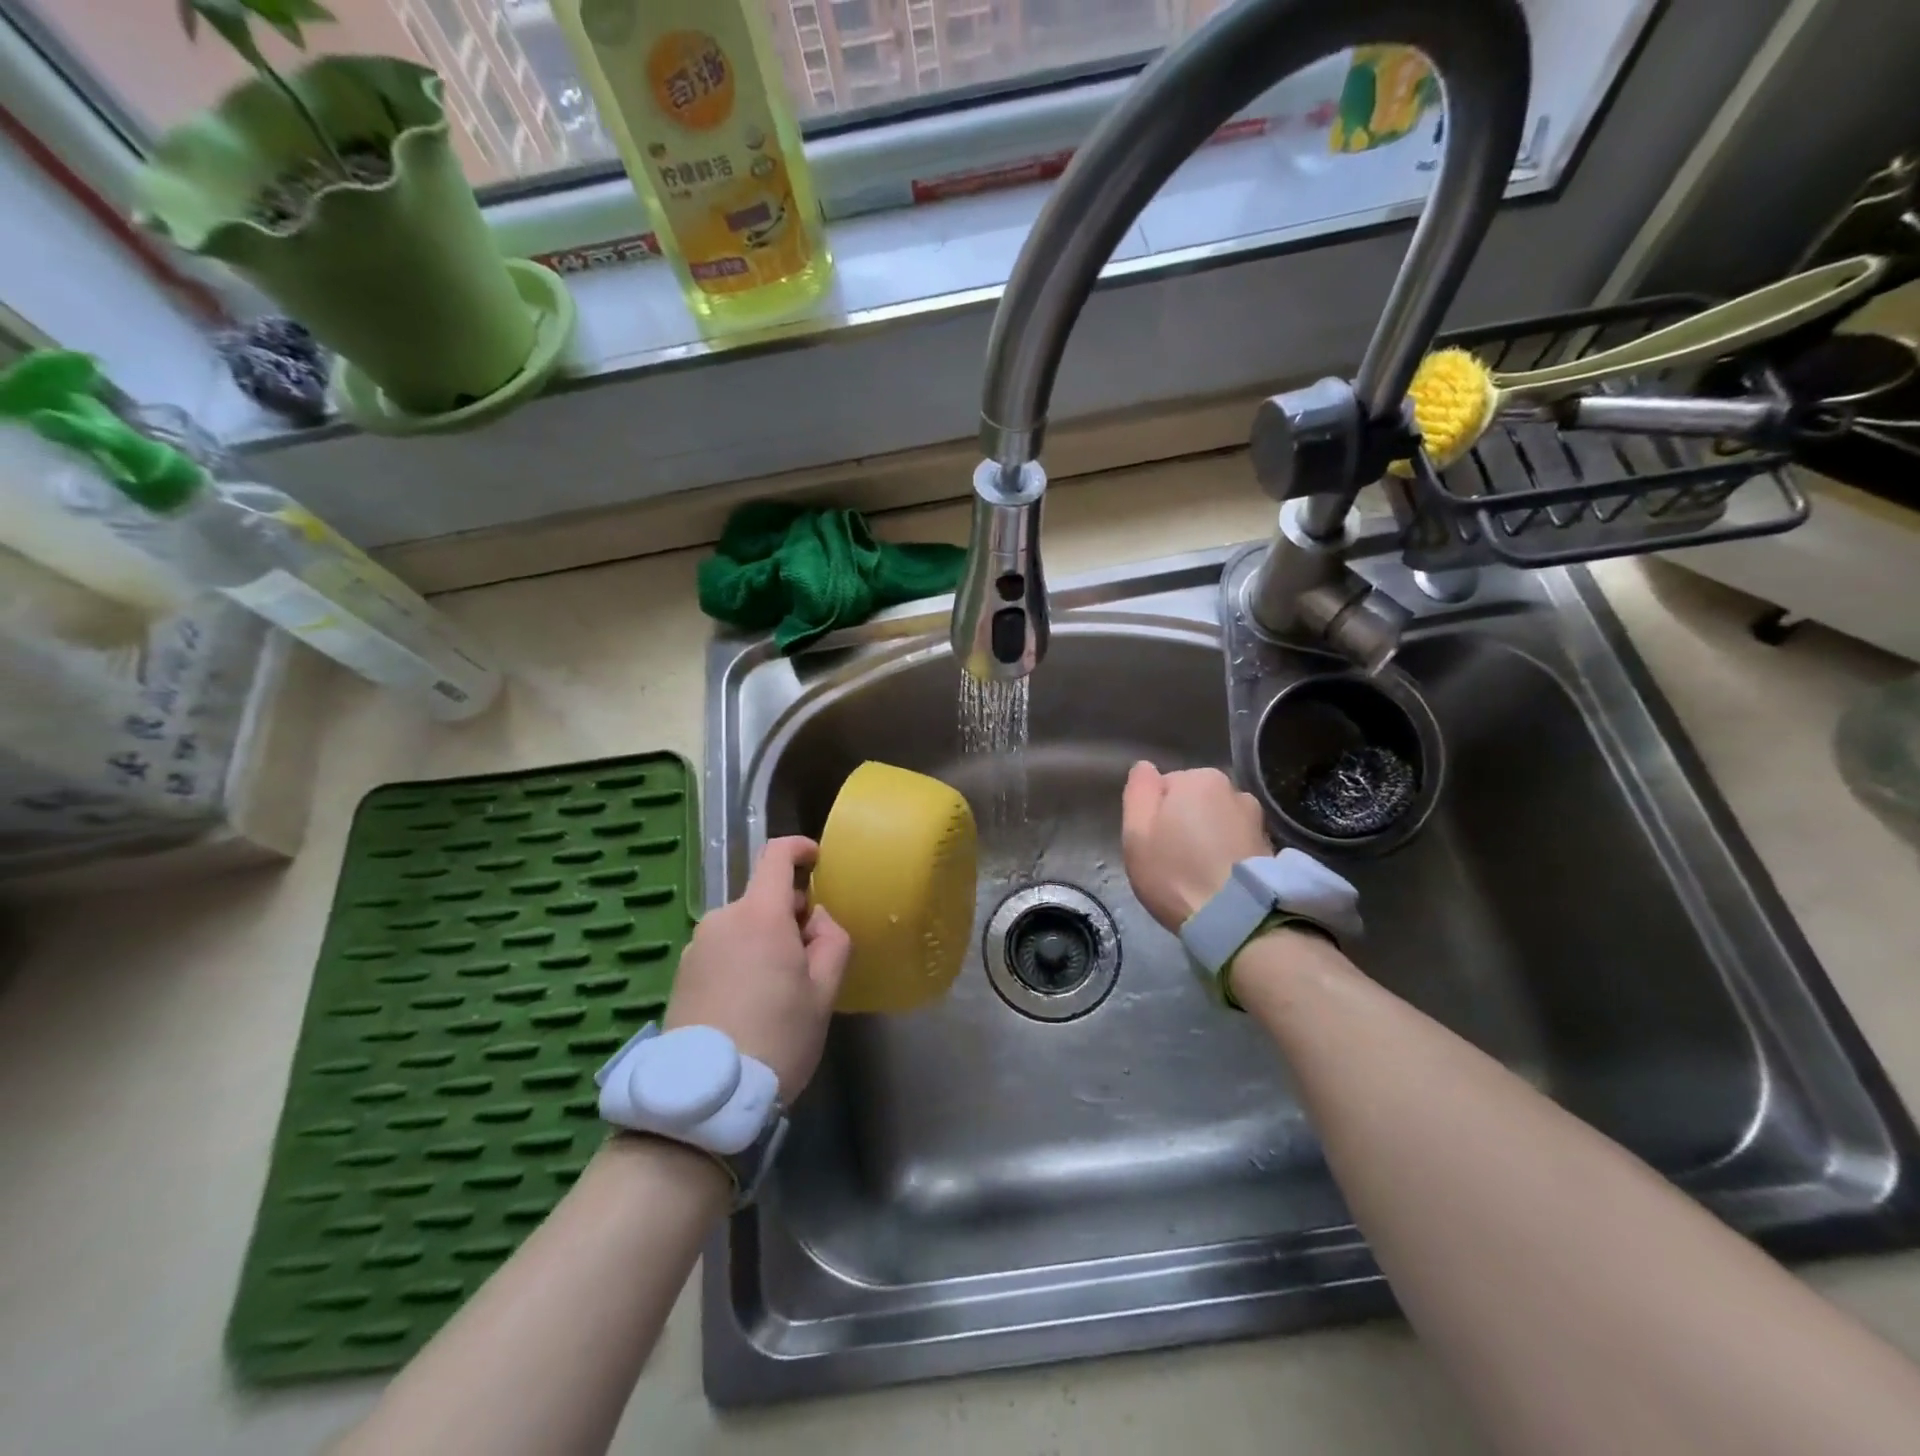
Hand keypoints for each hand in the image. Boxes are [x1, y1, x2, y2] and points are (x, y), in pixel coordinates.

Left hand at [665, 837, 850, 1099]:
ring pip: (743, 926)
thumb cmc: (778, 1038)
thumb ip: (831, 940)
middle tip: (811, 959)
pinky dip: (742, 959)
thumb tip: (816, 919)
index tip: (818, 861)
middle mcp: (721, 920)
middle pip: (763, 897)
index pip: (776, 855)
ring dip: (765, 939)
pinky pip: (722, 949)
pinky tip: (750, 1004)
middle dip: (791, 914)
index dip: (800, 849)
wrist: (705, 1098)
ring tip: (780, 990)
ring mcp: (696, 947)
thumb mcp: (824, 992)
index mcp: (759, 915)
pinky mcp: (681, 973)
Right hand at [1121, 762, 1271, 931]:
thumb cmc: (1176, 872)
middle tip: (1172, 860)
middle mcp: (1233, 789)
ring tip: (1199, 873)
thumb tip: (1146, 767)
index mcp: (1198, 778)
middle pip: (1193, 801)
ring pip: (1217, 821)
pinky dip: (1227, 855)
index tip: (1152, 844)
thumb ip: (1139, 791)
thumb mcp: (1137, 832)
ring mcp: (1257, 818)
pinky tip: (1220, 881)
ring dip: (1207, 838)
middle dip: (1182, 823)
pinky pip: (1236, 843)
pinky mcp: (1271, 848)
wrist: (1238, 919)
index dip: (1153, 815)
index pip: (1163, 787)